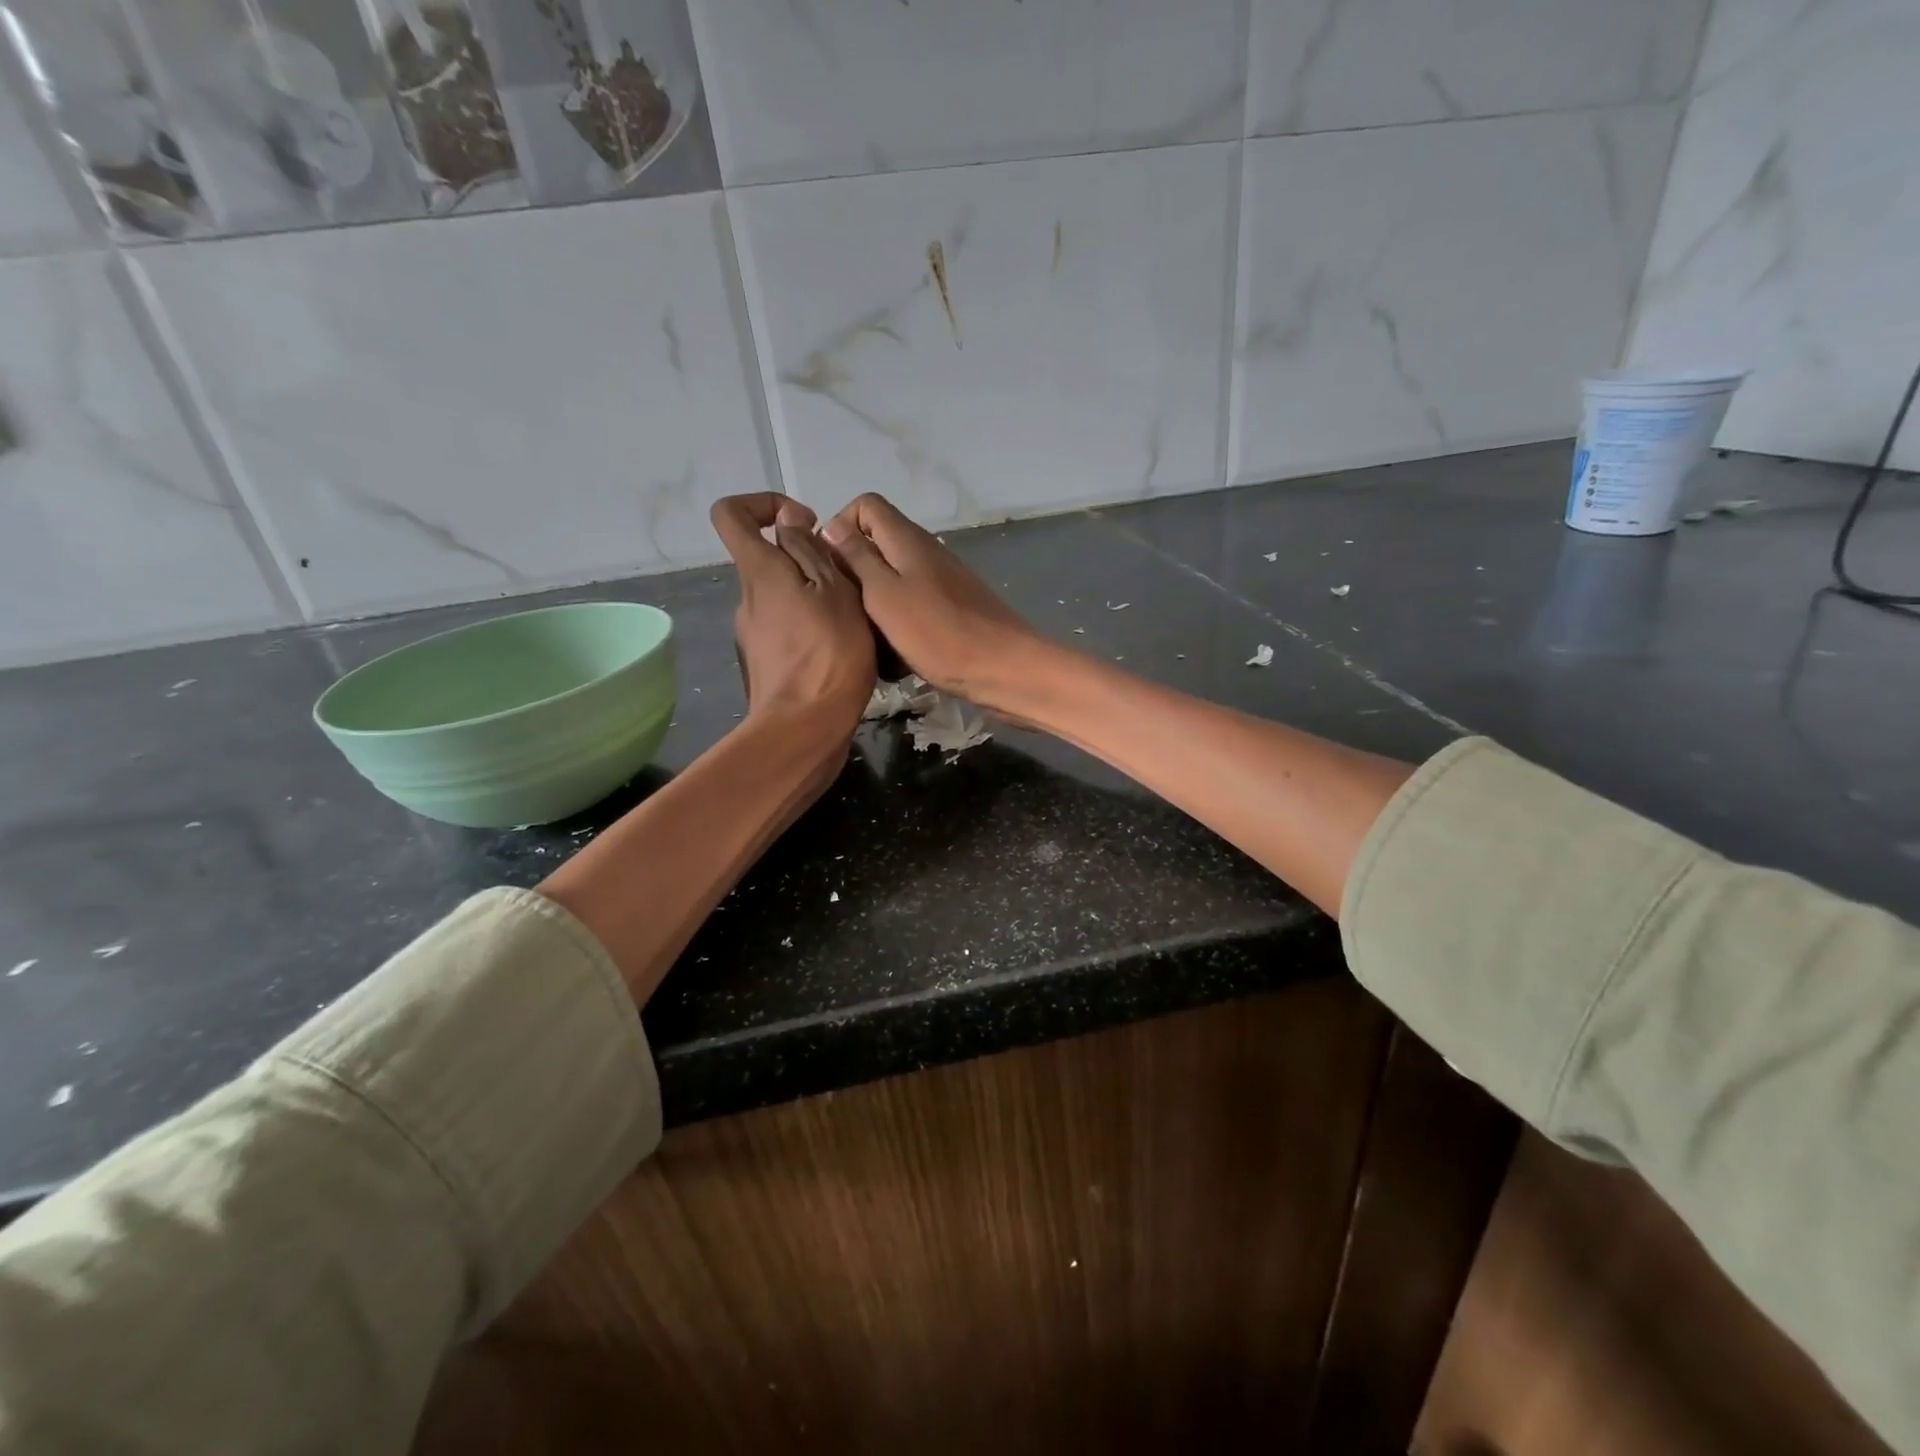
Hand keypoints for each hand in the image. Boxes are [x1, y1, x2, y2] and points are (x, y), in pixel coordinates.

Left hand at [710, 494, 874, 734]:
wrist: (805, 730)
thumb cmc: (828, 656)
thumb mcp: (834, 592)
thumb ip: (810, 552)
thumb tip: (789, 524)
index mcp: (759, 572)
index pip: (731, 513)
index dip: (764, 503)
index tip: (805, 523)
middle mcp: (747, 598)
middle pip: (766, 559)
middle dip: (806, 559)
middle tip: (847, 581)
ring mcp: (753, 634)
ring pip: (782, 596)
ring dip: (814, 596)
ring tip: (852, 619)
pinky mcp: (766, 663)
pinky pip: (787, 628)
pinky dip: (811, 626)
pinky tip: (842, 649)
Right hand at [821, 493, 1046, 709]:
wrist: (1004, 669)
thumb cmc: (939, 633)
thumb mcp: (885, 595)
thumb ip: (858, 559)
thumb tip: (832, 526)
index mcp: (907, 540)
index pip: (866, 505)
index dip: (840, 526)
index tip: (830, 565)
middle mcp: (925, 552)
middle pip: (877, 544)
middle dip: (853, 572)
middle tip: (843, 609)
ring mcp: (940, 581)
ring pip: (892, 580)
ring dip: (872, 604)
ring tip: (863, 636)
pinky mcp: (950, 609)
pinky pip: (912, 606)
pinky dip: (896, 624)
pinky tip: (893, 655)